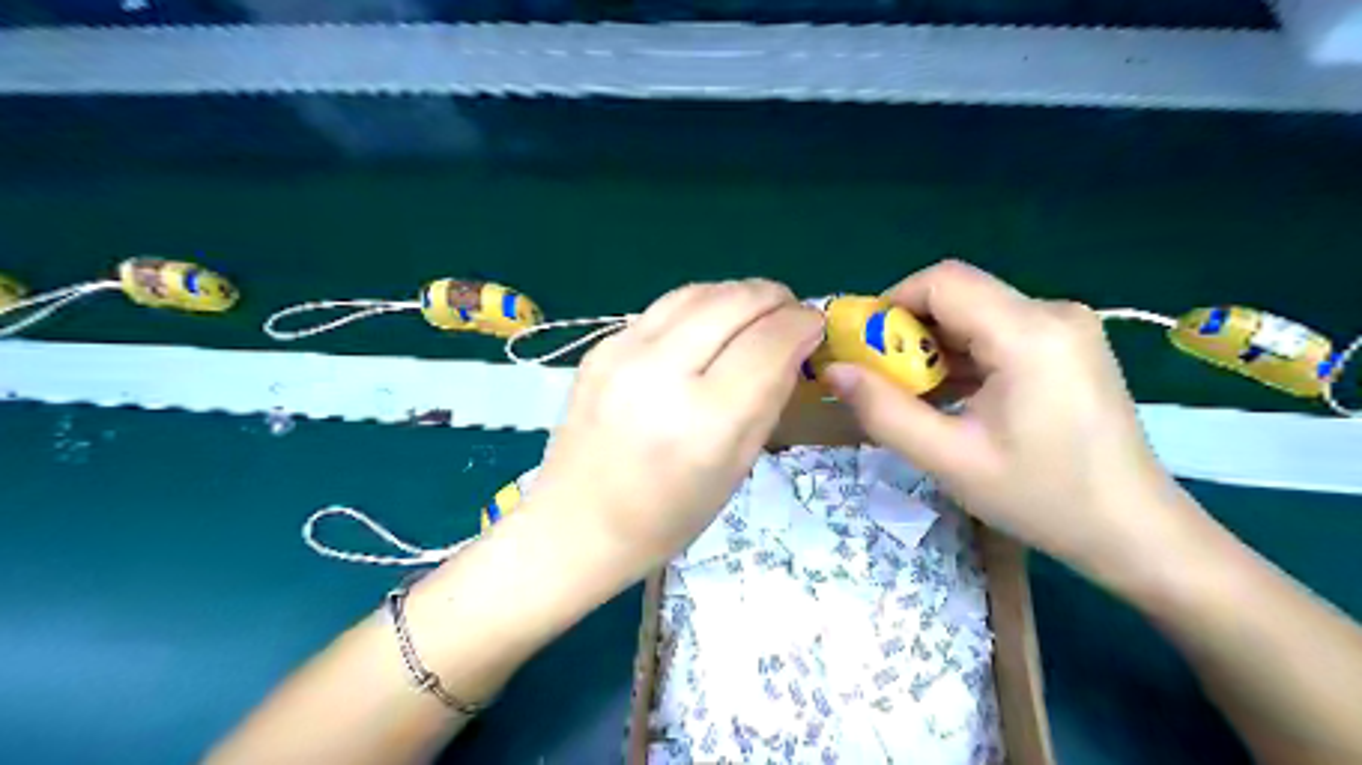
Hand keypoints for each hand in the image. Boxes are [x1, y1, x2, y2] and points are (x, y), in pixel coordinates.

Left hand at [524, 281, 819, 578]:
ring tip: (756, 311)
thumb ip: (769, 399)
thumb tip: (794, 346)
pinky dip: (701, 307)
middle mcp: (661, 374)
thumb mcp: (736, 468)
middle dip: (775, 298)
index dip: (802, 324)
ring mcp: (622, 353)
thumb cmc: (667, 517)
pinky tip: (710, 326)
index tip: (816, 326)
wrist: (577, 524)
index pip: (769, 342)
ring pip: (698, 292)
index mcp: (704, 421)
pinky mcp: (600, 347)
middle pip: (734, 302)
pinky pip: (665, 307)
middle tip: (792, 312)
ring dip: (739, 293)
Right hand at [824, 260, 1194, 583]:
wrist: (1134, 531)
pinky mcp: (1069, 344)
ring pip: (977, 313)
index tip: (864, 348)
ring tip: (916, 394)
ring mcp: (1066, 327)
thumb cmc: (1042, 499)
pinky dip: (965, 355)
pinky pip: (999, 331)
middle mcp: (1053, 313)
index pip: (943, 281)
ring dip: (936, 345)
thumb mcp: (950, 459)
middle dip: (910, 330)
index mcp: (1029, 333)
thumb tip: (833, 370)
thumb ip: (884, 411)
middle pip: (959, 295)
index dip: (891, 303)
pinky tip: (954, 395)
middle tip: (884, 380)